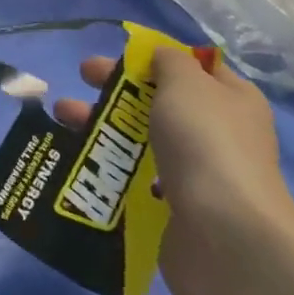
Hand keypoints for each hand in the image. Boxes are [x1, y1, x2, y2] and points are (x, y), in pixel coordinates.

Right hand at [62, 46, 293, 294]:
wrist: (225, 239)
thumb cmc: (207, 144)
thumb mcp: (186, 83)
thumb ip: (168, 61)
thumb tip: (160, 58)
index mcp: (231, 99)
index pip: (193, 68)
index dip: (156, 57)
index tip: (118, 55)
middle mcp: (218, 134)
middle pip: (159, 101)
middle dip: (116, 89)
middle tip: (81, 78)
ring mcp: (196, 175)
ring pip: (141, 139)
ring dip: (101, 125)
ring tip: (62, 118)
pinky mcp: (174, 210)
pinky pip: (134, 179)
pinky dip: (107, 168)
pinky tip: (78, 160)